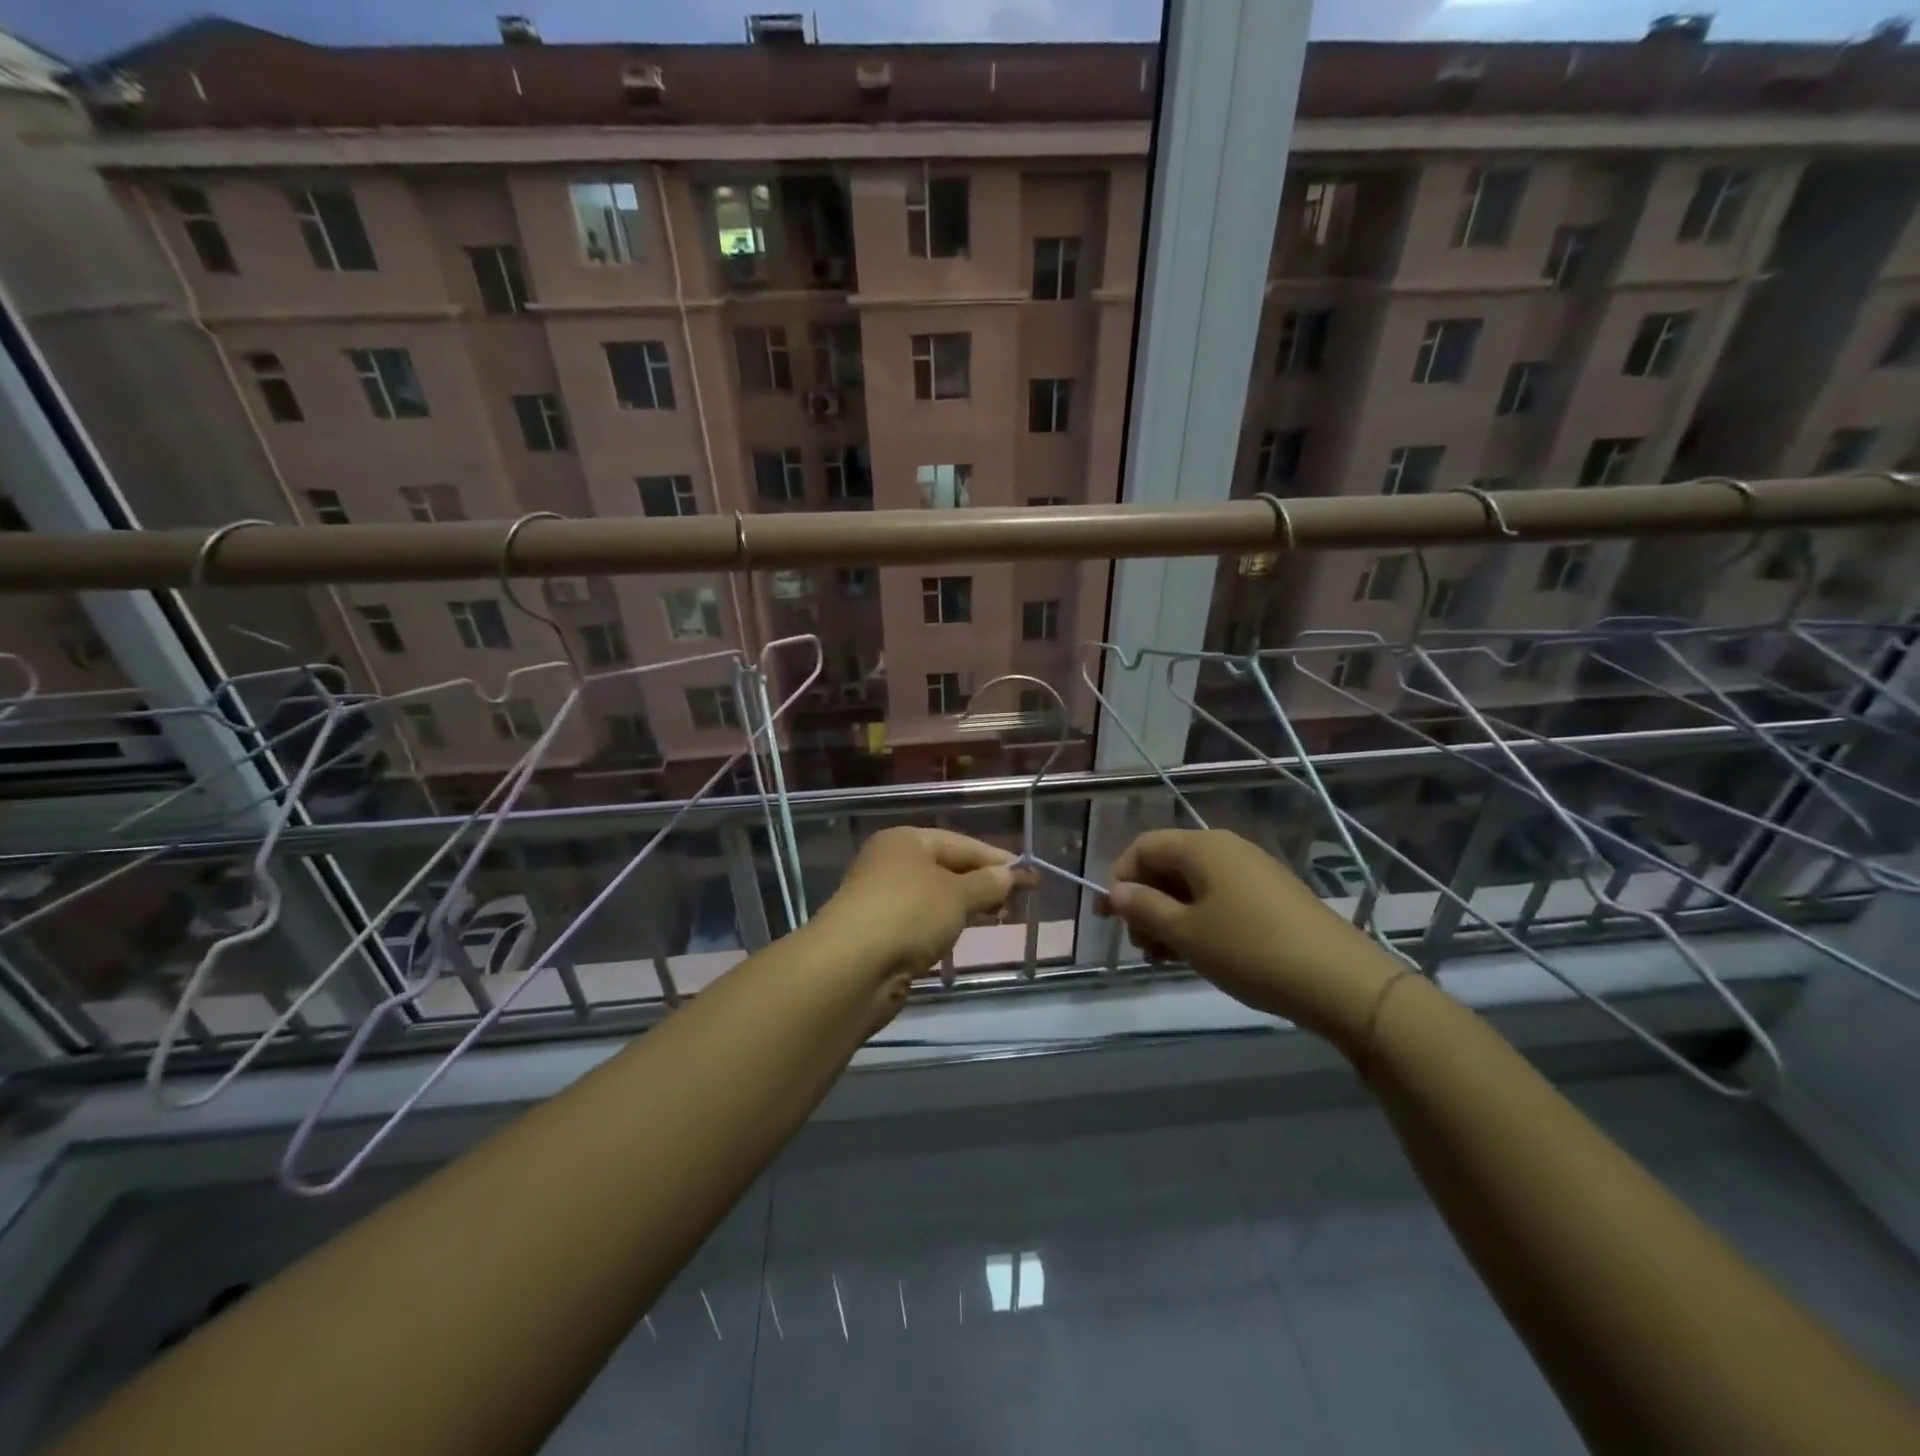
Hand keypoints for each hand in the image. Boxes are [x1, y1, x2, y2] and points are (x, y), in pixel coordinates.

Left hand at [814, 827, 1024, 984]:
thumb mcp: (957, 894)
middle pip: (946, 868)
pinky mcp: (878, 932)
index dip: (996, 859)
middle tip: (1017, 900)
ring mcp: (881, 898)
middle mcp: (890, 862)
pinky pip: (921, 921)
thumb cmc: (909, 914)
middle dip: (982, 883)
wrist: (852, 967)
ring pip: (934, 896)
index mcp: (906, 841)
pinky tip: (960, 936)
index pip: (960, 843)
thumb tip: (1011, 874)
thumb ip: (987, 883)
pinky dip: (943, 925)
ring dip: (965, 905)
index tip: (1029, 876)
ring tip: (998, 918)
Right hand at [1100, 829, 1402, 1043]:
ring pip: (1193, 886)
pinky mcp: (1271, 896)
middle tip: (1141, 946)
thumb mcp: (1186, 933)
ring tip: (1166, 957)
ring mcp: (1252, 871)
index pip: (1143, 846)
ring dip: (1170, 916)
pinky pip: (1219, 898)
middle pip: (1168, 865)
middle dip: (1145, 902)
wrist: (1339, 980)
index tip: (1109, 917)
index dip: (1119, 877)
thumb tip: (1116, 891)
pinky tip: (1198, 954)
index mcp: (1202, 847)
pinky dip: (1198, 921)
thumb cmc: (1249, 949)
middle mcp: (1226, 849)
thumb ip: (1144, 908)